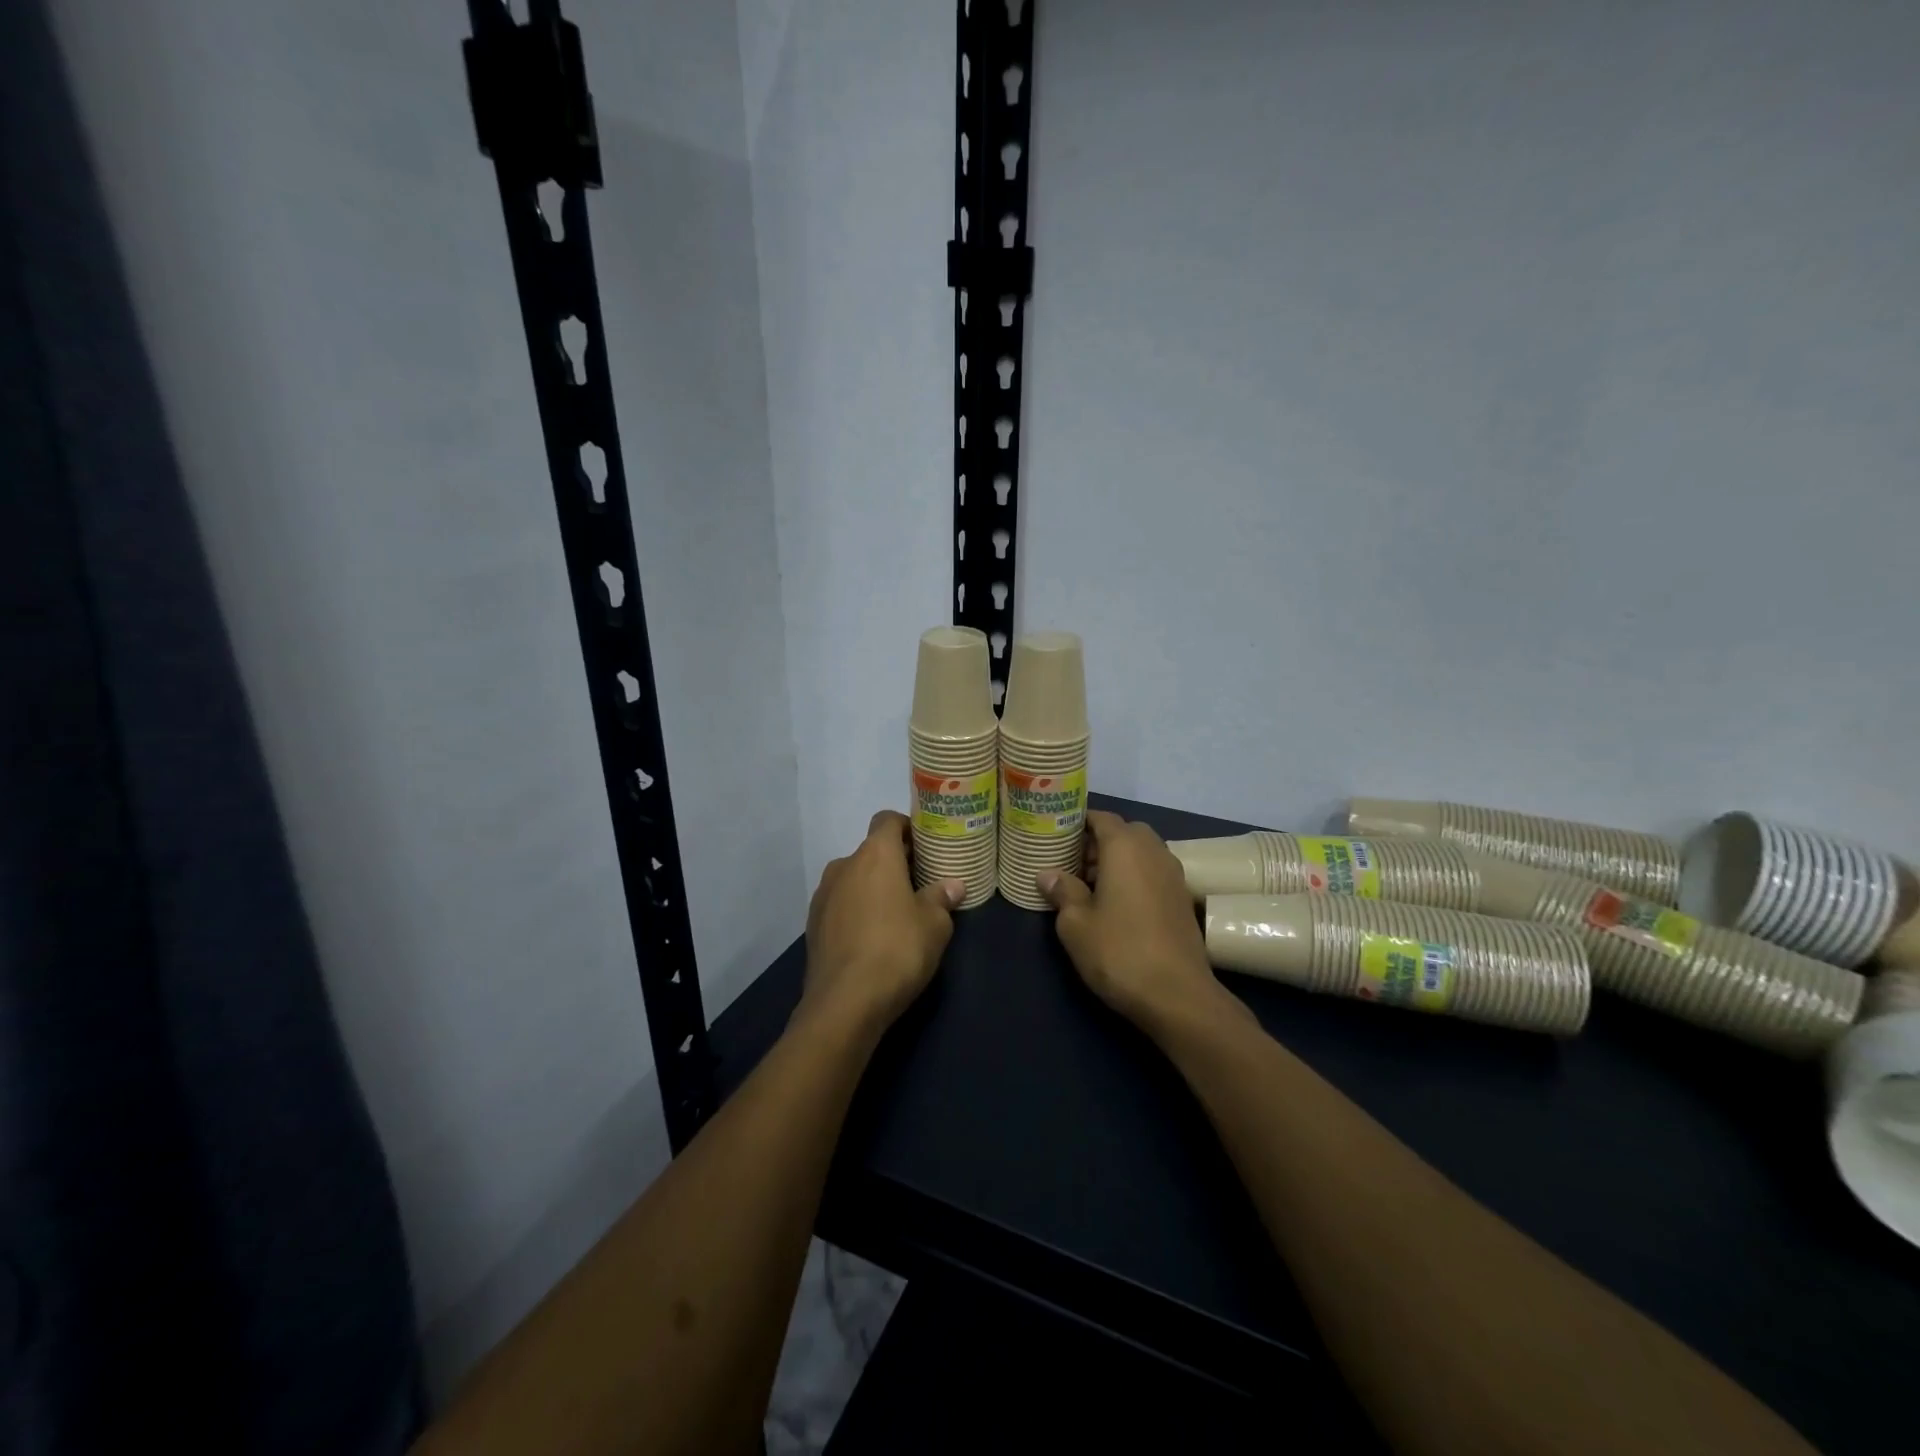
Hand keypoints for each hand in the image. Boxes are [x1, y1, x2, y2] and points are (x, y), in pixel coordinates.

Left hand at [800, 810, 964, 1041]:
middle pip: (871, 851)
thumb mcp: (934, 925)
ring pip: (854, 879)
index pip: (887, 820)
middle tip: (921, 884)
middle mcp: (844, 865)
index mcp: (875, 855)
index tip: (926, 847)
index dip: (908, 828)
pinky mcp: (813, 925)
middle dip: (895, 863)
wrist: (844, 1003)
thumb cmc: (897, 950)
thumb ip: (941, 898)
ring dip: (874, 888)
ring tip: (898, 914)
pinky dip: (857, 911)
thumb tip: (952, 886)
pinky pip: (841, 905)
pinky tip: (873, 938)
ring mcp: (823, 895)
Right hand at [1037, 810, 1238, 1035]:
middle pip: (1123, 832)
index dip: (1077, 822)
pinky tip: (1115, 904)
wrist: (1178, 995)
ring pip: (1140, 853)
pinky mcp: (1182, 899)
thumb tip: (1048, 875)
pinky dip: (1133, 876)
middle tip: (1071, 863)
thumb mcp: (1076, 924)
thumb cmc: (1119, 951)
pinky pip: (1152, 872)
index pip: (1101, 817)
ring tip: (1088, 886)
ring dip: (1116, 860)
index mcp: (1125, 847)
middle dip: (1097, 842)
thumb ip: (1062, 892)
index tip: (1056, 834)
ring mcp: (1173, 875)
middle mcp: (1153, 851)